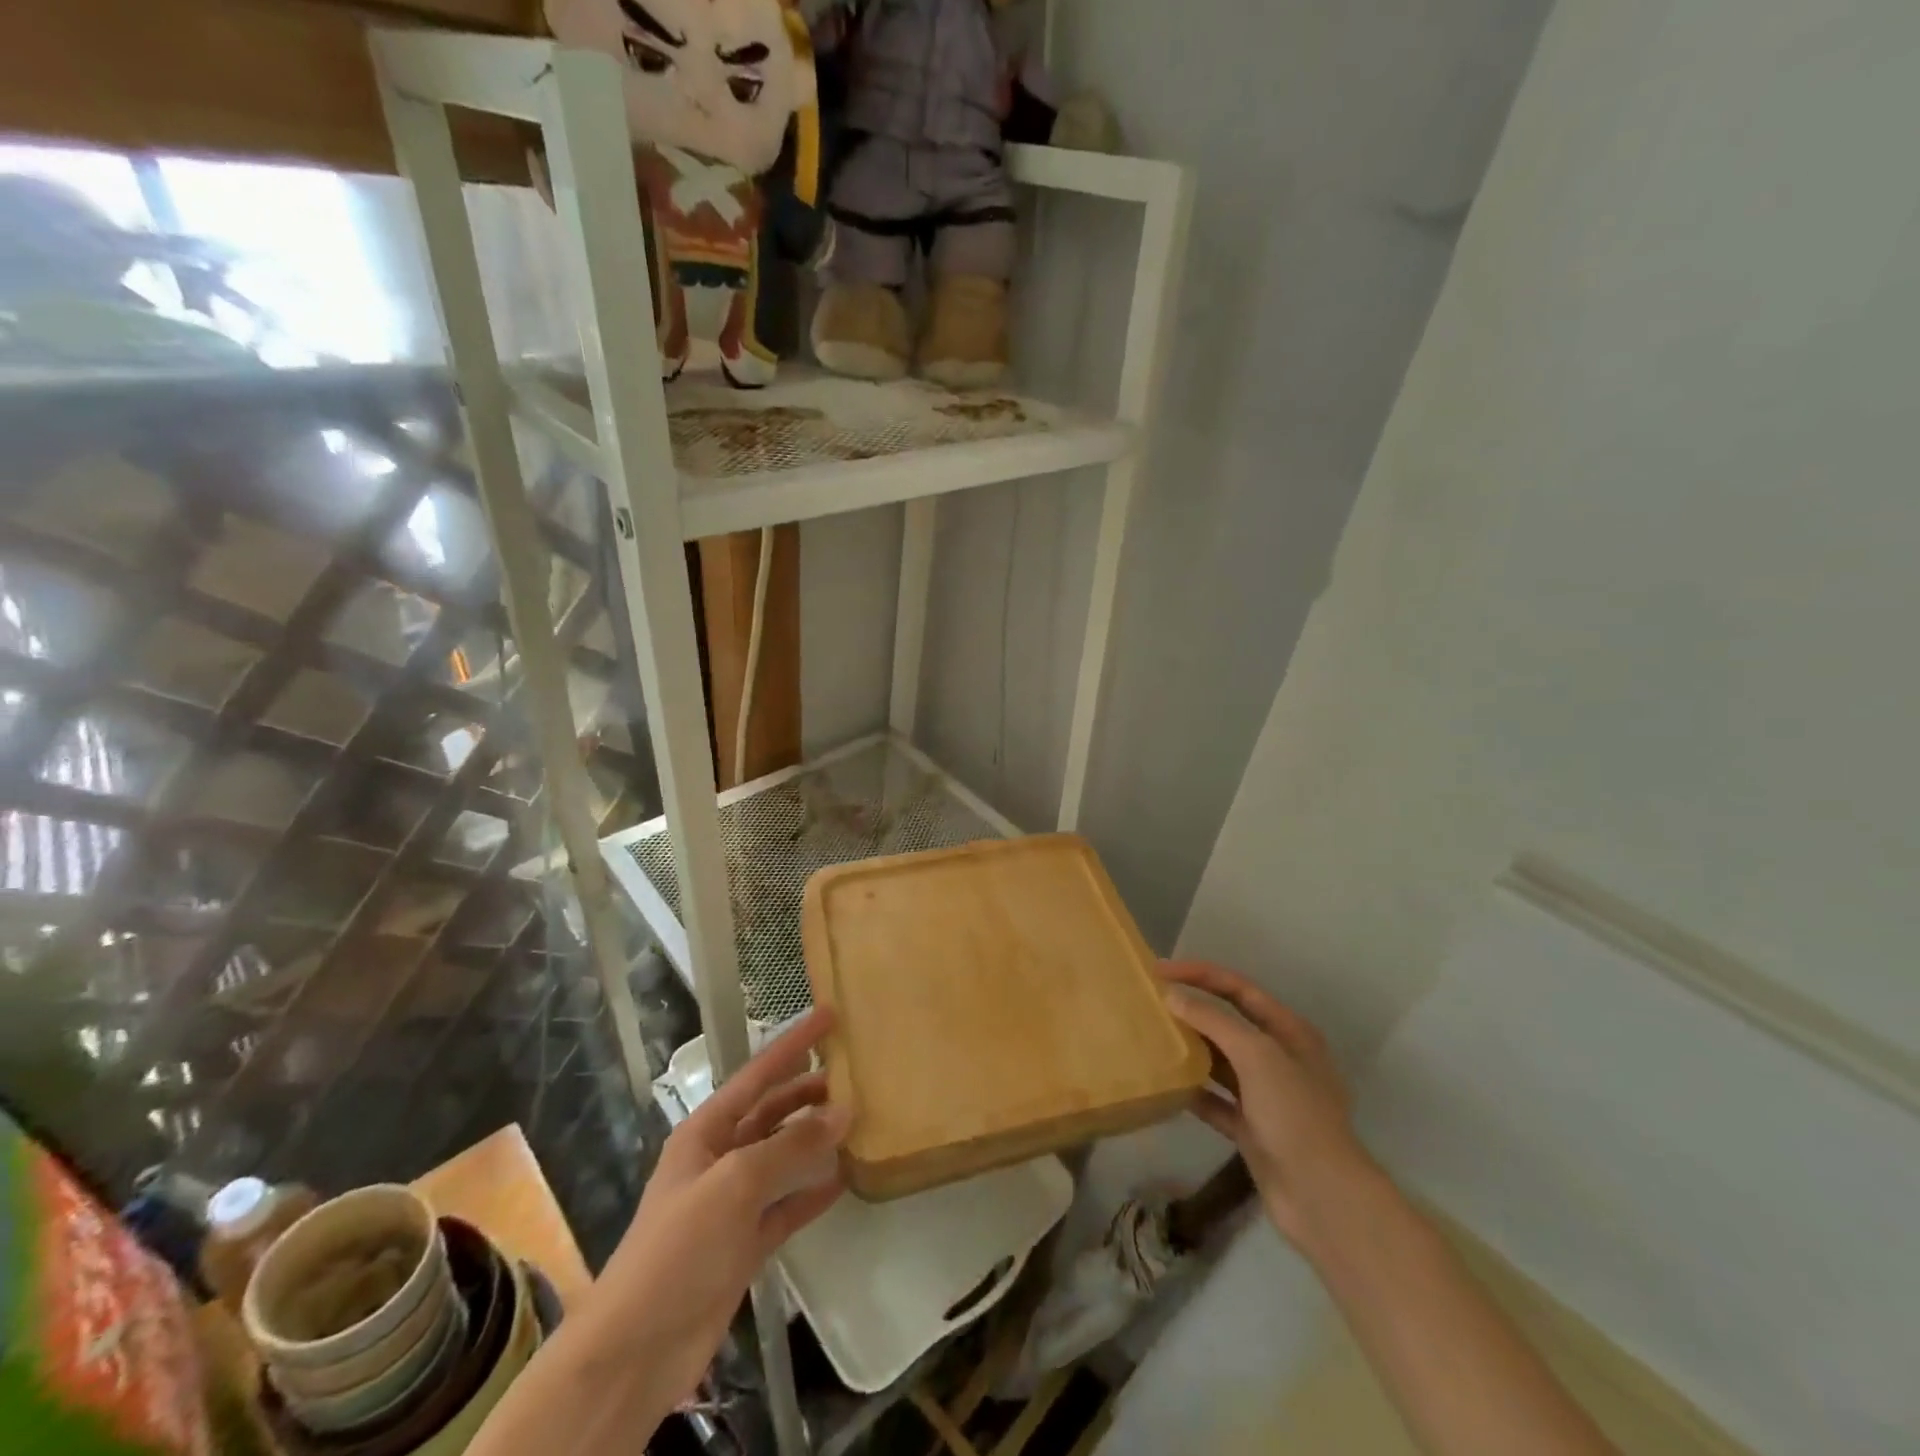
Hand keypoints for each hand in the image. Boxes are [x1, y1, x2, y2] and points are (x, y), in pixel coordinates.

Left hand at [591, 1010, 849, 1408]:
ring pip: (782, 1156)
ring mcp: (732, 1203)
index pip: (758, 1074)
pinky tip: (843, 1180)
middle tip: (854, 1072)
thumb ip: (791, 1146)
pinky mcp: (745, 1243)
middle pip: (772, 1111)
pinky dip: (812, 1192)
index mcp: (706, 1131)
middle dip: (808, 1090)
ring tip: (857, 1118)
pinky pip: (786, 1206)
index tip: (829, 1015)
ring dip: (815, 1139)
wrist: (637, 1349)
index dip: (793, 1043)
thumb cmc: (679, 1246)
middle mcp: (720, 1158)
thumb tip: (844, 1110)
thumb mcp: (735, 1184)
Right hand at [1162, 961, 1379, 1255]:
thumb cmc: (1294, 1114)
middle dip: (1192, 1010)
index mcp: (1289, 1032)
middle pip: (1228, 1023)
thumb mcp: (1256, 1055)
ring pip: (1220, 1061)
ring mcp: (1266, 1096)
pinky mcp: (1252, 1129)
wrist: (1322, 1198)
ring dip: (1190, 1049)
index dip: (1199, 974)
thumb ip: (1213, 1021)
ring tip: (1151, 1037)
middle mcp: (1279, 1058)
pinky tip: (1166, 1085)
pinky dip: (1193, 1091)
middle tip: (1150, 1002)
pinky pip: (1216, 1101)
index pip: (1238, 989)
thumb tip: (1172, 996)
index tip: (1158, 970)